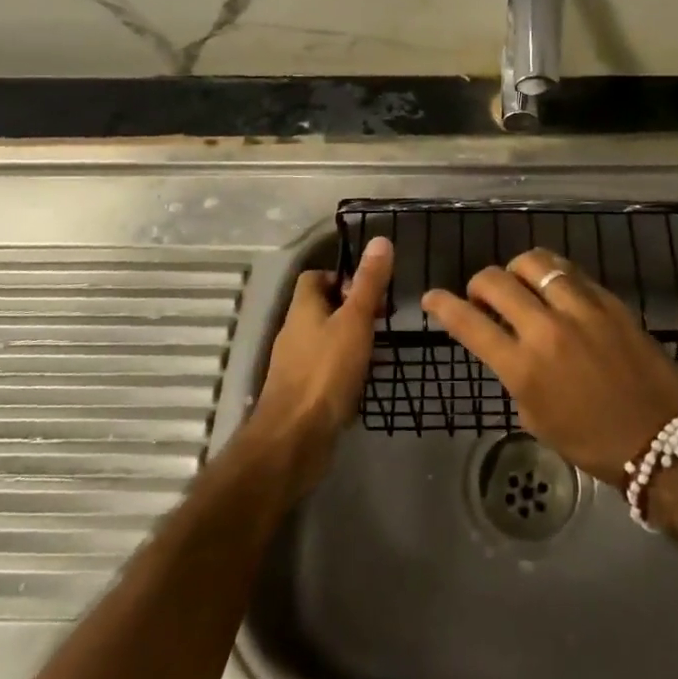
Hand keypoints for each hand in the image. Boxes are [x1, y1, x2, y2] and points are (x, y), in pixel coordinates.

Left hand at [247, 237, 392, 486]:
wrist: (295, 438)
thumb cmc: (326, 371)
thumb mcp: (355, 320)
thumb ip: (368, 283)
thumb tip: (380, 240)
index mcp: (303, 308)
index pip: (315, 277)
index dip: (342, 277)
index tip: (370, 289)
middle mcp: (295, 332)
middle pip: (322, 307)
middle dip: (353, 308)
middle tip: (382, 319)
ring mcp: (296, 364)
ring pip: (326, 338)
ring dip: (352, 338)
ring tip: (381, 348)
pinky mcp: (303, 392)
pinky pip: (326, 368)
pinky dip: (346, 366)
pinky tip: (366, 378)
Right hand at [422, 249, 677, 487]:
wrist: (661, 437)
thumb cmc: (592, 440)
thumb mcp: (536, 417)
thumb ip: (515, 374)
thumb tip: (507, 344)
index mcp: (524, 367)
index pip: (470, 324)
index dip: (443, 306)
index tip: (432, 298)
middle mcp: (547, 329)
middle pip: (495, 280)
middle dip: (478, 284)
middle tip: (483, 297)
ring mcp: (580, 308)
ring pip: (533, 261)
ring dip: (515, 270)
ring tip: (520, 284)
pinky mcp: (608, 299)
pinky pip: (569, 270)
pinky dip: (551, 274)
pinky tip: (553, 286)